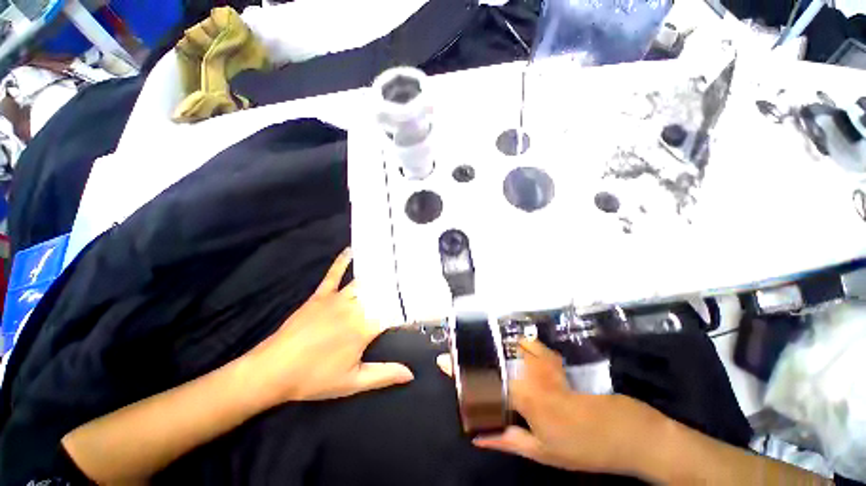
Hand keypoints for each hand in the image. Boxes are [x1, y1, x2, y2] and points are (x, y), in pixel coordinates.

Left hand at [247, 248, 413, 405]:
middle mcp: (354, 308)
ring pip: (363, 282)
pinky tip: (351, 250)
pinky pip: (333, 274)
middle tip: (413, 274)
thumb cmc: (314, 378)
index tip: (423, 299)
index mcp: (364, 328)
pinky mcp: (320, 295)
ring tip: (393, 261)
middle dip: (398, 284)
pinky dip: (342, 261)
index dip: (409, 306)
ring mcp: (336, 299)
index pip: (394, 313)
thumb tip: (411, 374)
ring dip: (378, 272)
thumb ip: (384, 375)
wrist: (272, 371)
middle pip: (381, 293)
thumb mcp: (352, 382)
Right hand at [437, 341, 671, 478]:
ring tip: (480, 353)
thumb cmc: (584, 448)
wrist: (626, 432)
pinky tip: (512, 350)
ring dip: (492, 350)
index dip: (462, 371)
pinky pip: (529, 346)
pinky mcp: (554, 360)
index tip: (443, 361)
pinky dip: (516, 346)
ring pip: (509, 348)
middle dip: (472, 357)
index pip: (484, 380)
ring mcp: (543, 363)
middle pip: (492, 359)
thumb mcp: (543, 453)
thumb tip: (478, 438)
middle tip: (459, 358)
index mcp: (525, 397)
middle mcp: (530, 373)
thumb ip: (507, 441)